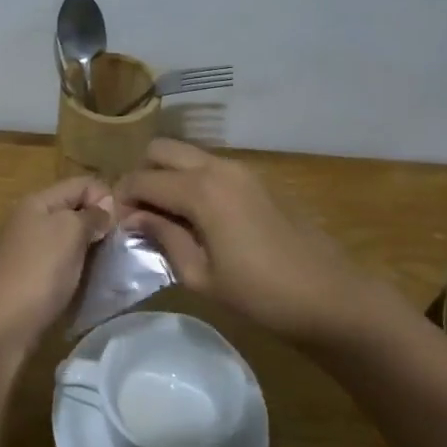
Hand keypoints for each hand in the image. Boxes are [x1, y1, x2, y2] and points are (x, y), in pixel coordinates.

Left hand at [0, 176, 115, 355]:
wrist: (2, 326)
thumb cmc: (40, 271)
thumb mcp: (71, 232)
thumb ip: (91, 215)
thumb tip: (104, 208)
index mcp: (35, 202)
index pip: (81, 184)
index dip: (106, 197)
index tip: (122, 225)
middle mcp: (25, 220)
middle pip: (72, 210)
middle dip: (97, 224)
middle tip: (118, 247)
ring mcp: (21, 250)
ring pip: (64, 238)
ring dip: (86, 248)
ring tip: (104, 266)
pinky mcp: (22, 277)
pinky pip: (55, 262)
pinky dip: (71, 268)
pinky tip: (80, 282)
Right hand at [117, 139, 372, 344]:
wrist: (330, 296)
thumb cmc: (261, 294)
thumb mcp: (201, 276)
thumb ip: (163, 237)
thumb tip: (133, 218)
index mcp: (200, 190)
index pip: (142, 179)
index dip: (122, 199)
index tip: (116, 224)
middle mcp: (217, 167)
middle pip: (161, 150)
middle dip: (143, 175)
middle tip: (140, 214)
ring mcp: (241, 169)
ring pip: (187, 154)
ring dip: (168, 175)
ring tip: (166, 217)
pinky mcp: (257, 179)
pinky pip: (211, 166)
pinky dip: (192, 180)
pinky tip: (197, 217)